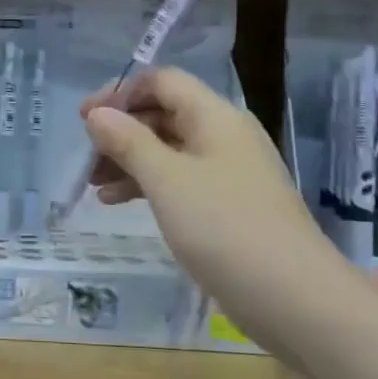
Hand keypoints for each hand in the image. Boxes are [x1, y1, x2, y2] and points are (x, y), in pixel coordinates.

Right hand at [80, 67, 323, 328]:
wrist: (292, 297)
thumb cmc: (224, 227)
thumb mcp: (166, 180)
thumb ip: (128, 142)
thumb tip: (97, 114)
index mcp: (215, 117)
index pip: (162, 82)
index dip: (120, 92)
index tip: (84, 120)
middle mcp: (223, 136)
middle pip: (163, 114)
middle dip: (120, 131)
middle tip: (85, 158)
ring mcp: (227, 172)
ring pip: (168, 150)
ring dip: (128, 161)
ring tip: (92, 185)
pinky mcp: (226, 206)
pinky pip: (178, 181)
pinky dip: (147, 186)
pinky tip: (116, 203)